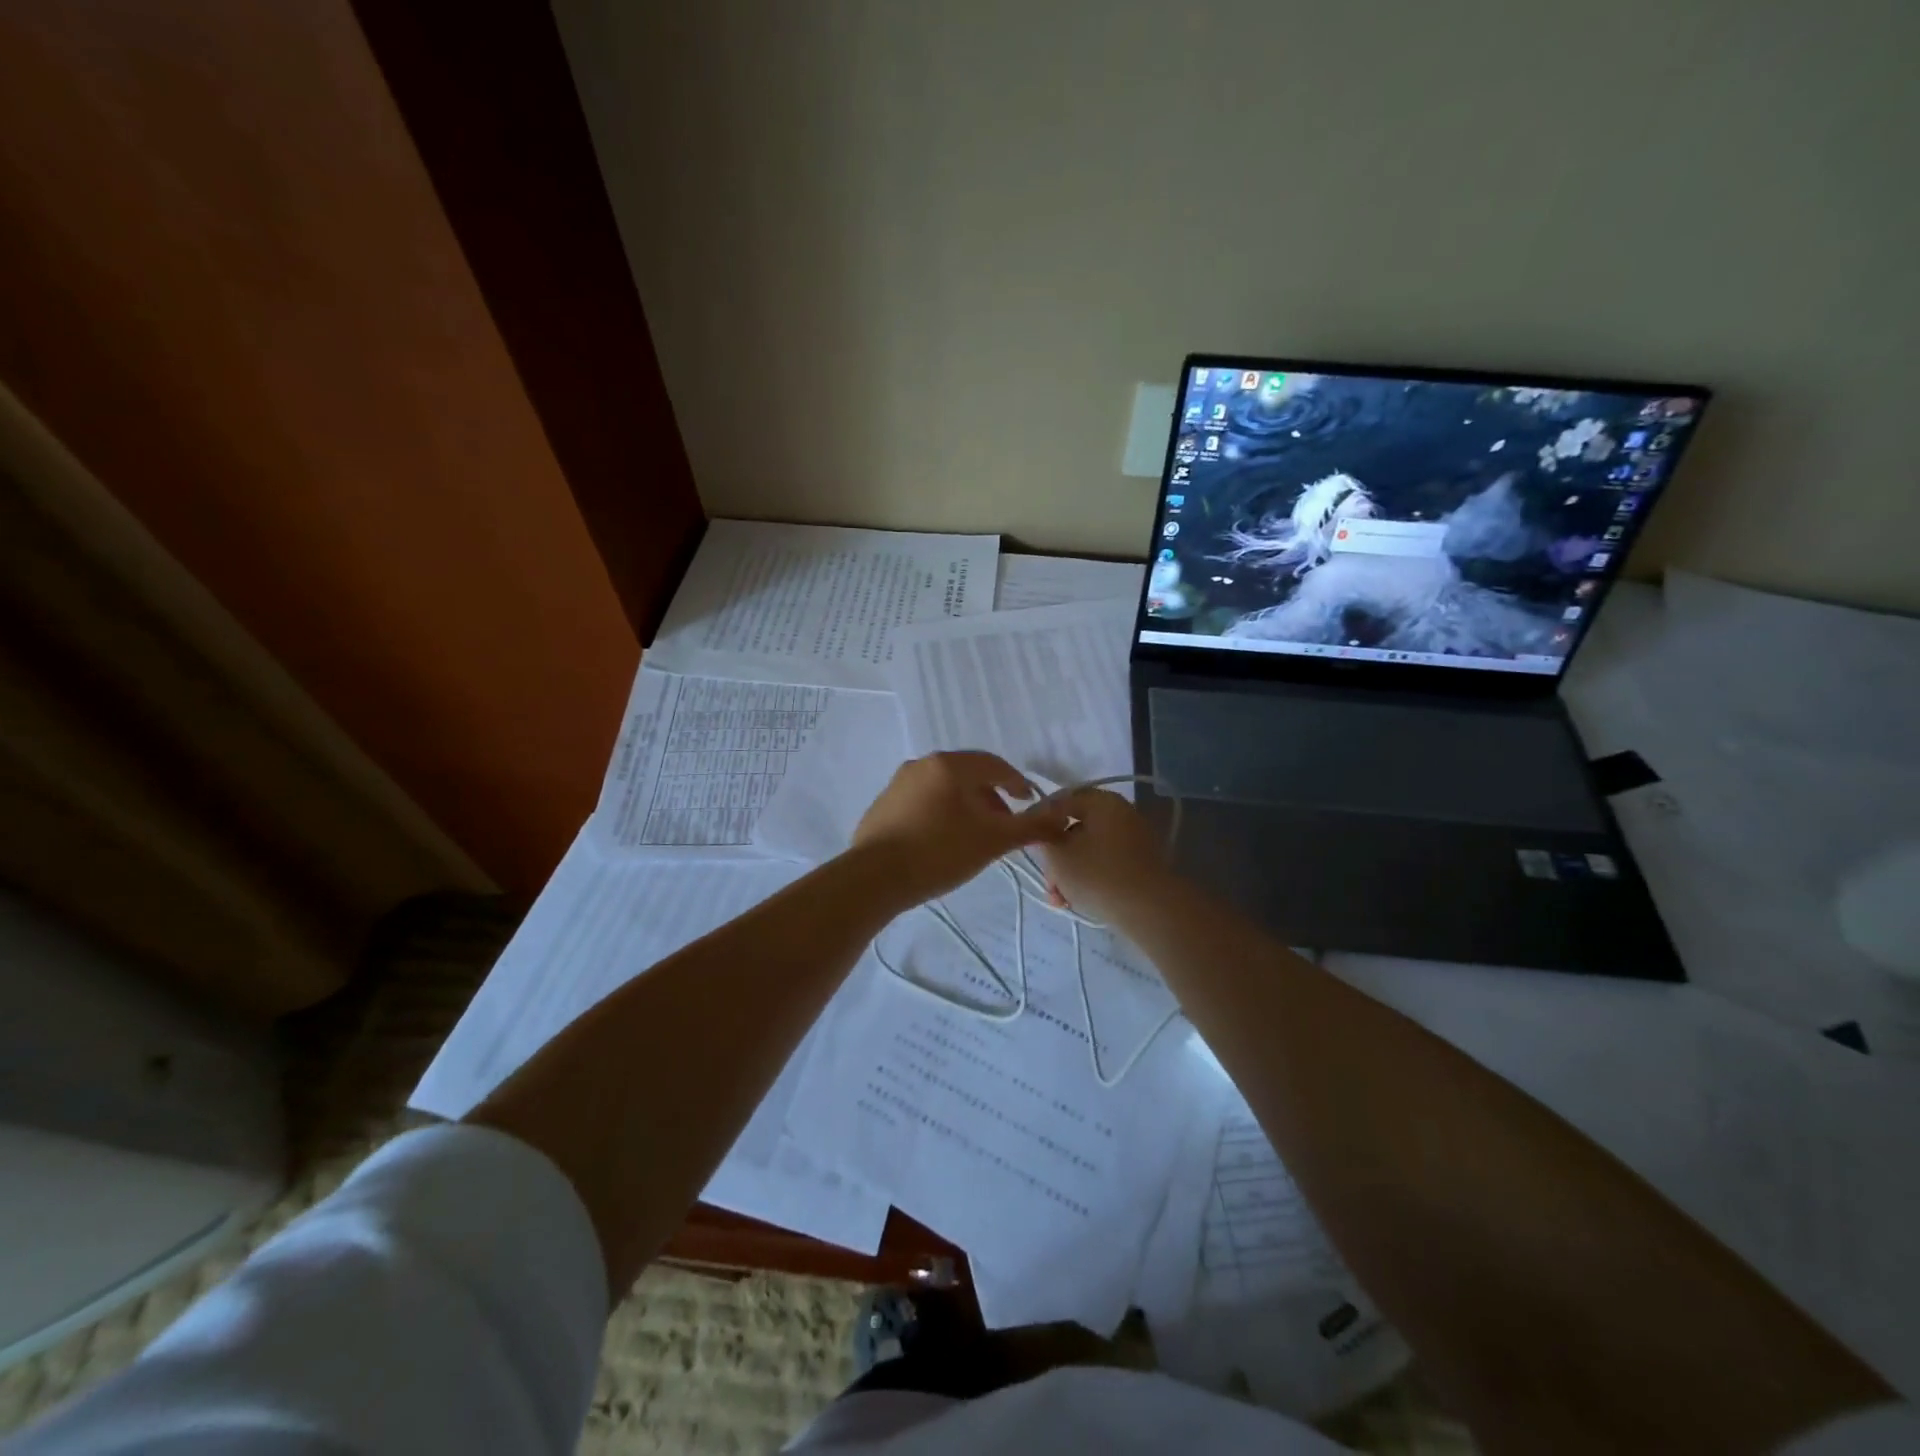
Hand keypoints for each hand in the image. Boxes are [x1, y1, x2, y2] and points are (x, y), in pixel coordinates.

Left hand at [852, 752, 1070, 903]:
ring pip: (944, 788)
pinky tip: (943, 842)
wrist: (875, 877)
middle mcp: (922, 764)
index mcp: (950, 765)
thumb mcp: (993, 841)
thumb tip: (1063, 818)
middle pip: (968, 775)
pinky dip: (941, 813)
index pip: (995, 766)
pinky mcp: (883, 805)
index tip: (1030, 803)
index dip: (1018, 784)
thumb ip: (1030, 827)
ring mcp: (898, 783)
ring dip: (966, 806)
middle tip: (1004, 826)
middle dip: (991, 797)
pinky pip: (922, 801)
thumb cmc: (940, 852)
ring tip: (976, 837)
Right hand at [1034, 788, 1171, 926]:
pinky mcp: (1140, 863)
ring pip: (1088, 850)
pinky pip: (1105, 863)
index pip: (1061, 801)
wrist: (1149, 909)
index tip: (1026, 841)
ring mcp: (1134, 838)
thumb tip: (1044, 830)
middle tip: (1048, 881)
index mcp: (1102, 801)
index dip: (1038, 820)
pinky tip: (1075, 901)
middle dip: (1056, 857)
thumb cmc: (1097, 874)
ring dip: (1069, 872)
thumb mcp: (1058, 855)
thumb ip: (1043, 837)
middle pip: (1075, 829)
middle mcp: (1120, 812)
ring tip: (1059, 899)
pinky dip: (1088, 878)